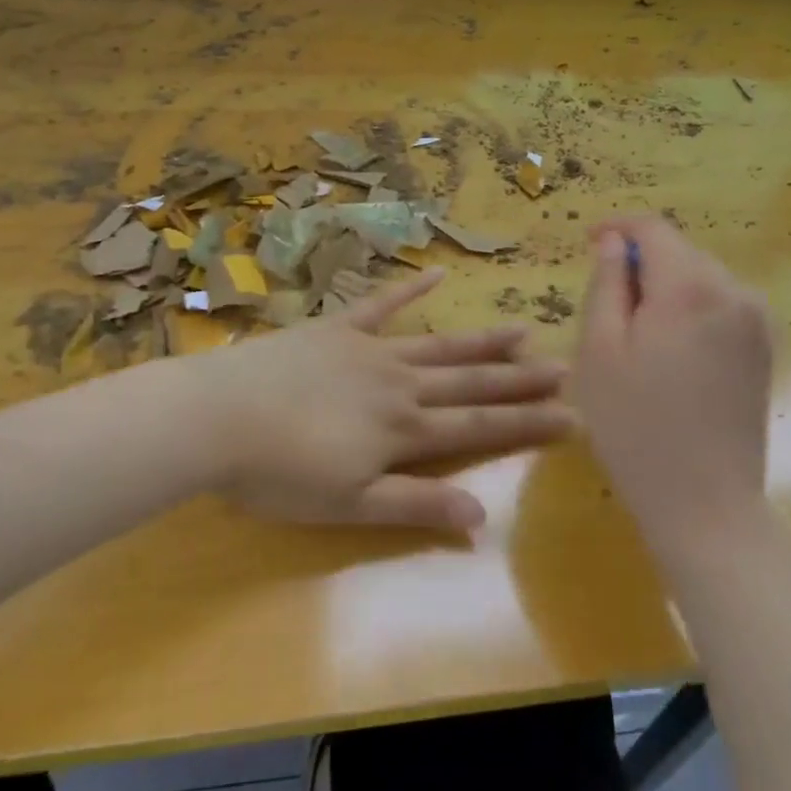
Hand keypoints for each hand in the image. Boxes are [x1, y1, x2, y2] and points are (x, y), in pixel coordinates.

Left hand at [194, 269, 572, 531]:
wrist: (219, 417)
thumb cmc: (279, 474)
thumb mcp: (349, 505)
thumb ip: (415, 504)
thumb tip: (483, 516)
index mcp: (403, 428)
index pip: (478, 425)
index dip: (526, 423)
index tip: (572, 415)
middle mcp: (398, 383)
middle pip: (469, 380)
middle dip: (518, 378)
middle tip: (563, 367)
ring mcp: (368, 349)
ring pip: (437, 344)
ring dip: (480, 339)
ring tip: (522, 329)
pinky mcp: (336, 328)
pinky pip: (379, 305)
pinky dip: (408, 290)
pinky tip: (436, 274)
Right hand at [572, 217, 774, 558]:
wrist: (706, 503)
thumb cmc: (635, 426)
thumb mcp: (600, 349)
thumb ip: (606, 283)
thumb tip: (612, 241)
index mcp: (690, 286)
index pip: (652, 228)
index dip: (617, 228)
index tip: (588, 245)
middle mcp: (733, 290)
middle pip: (678, 250)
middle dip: (639, 263)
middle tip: (605, 308)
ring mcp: (756, 320)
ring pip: (698, 276)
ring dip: (664, 287)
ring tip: (636, 336)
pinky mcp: (764, 347)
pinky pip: (718, 303)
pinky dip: (689, 308)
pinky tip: (670, 353)